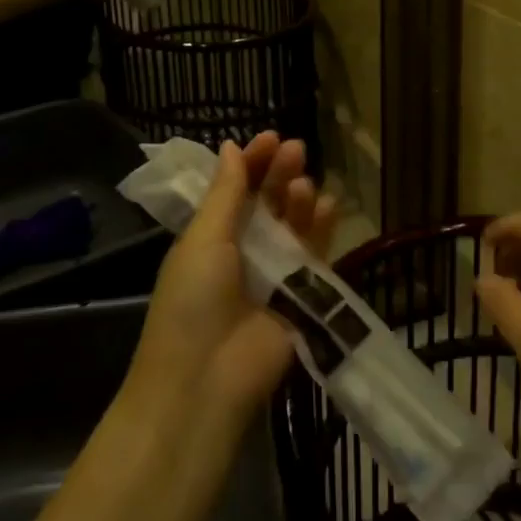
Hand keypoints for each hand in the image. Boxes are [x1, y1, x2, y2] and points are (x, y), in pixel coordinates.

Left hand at [130, 133, 335, 422]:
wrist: (205, 383)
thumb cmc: (192, 303)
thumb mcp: (202, 240)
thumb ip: (225, 194)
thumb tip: (230, 146)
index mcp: (210, 238)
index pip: (235, 190)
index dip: (252, 163)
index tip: (271, 137)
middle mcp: (243, 251)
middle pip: (267, 203)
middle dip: (280, 174)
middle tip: (296, 150)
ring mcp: (274, 274)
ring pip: (294, 226)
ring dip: (300, 201)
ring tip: (305, 184)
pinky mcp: (302, 297)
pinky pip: (316, 255)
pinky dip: (323, 230)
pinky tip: (329, 206)